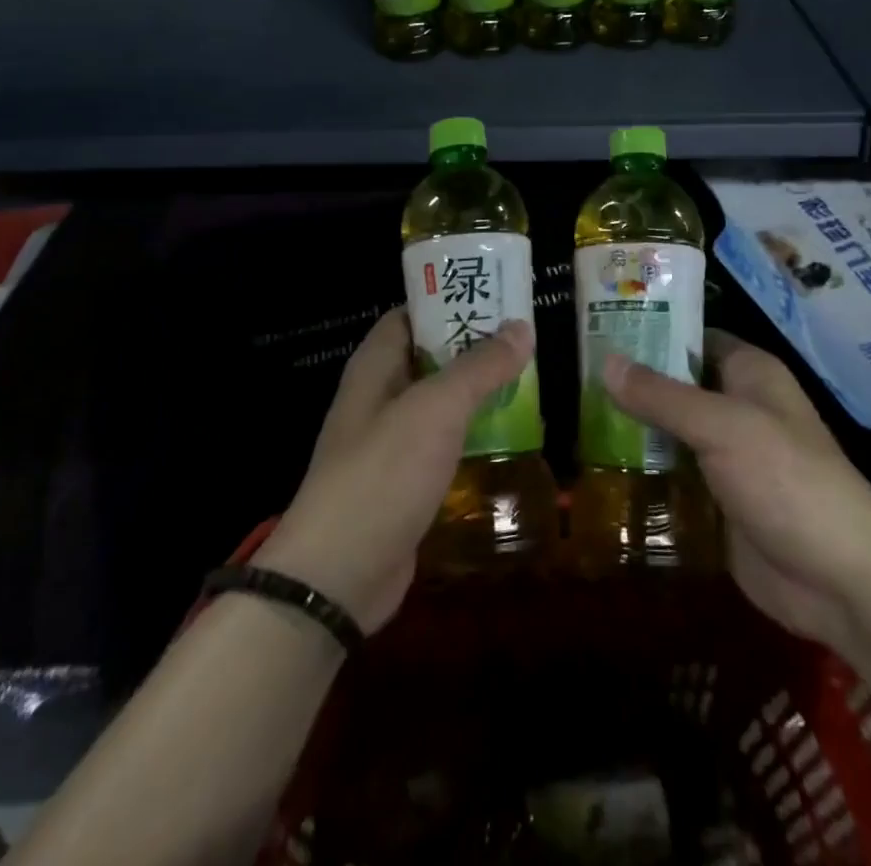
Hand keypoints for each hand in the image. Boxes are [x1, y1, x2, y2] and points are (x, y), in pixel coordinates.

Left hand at [257, 308, 534, 633]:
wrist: (339, 575)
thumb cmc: (383, 474)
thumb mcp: (436, 409)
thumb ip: (479, 367)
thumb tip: (521, 326)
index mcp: (375, 366)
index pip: (411, 314)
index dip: (449, 298)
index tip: (497, 295)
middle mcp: (379, 396)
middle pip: (430, 356)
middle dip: (474, 345)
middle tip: (526, 337)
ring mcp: (391, 442)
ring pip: (440, 402)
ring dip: (478, 391)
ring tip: (530, 377)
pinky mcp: (406, 481)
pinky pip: (444, 443)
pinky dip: (472, 432)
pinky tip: (510, 433)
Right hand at [602, 330, 870, 659]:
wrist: (840, 580)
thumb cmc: (787, 480)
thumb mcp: (722, 427)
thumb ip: (662, 396)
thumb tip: (606, 362)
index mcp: (748, 374)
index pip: (690, 336)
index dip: (648, 330)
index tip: (596, 329)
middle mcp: (735, 408)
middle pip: (673, 386)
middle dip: (629, 385)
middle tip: (572, 377)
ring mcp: (725, 457)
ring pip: (667, 432)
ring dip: (629, 431)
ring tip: (571, 418)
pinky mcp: (714, 501)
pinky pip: (670, 476)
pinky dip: (640, 472)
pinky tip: (595, 469)